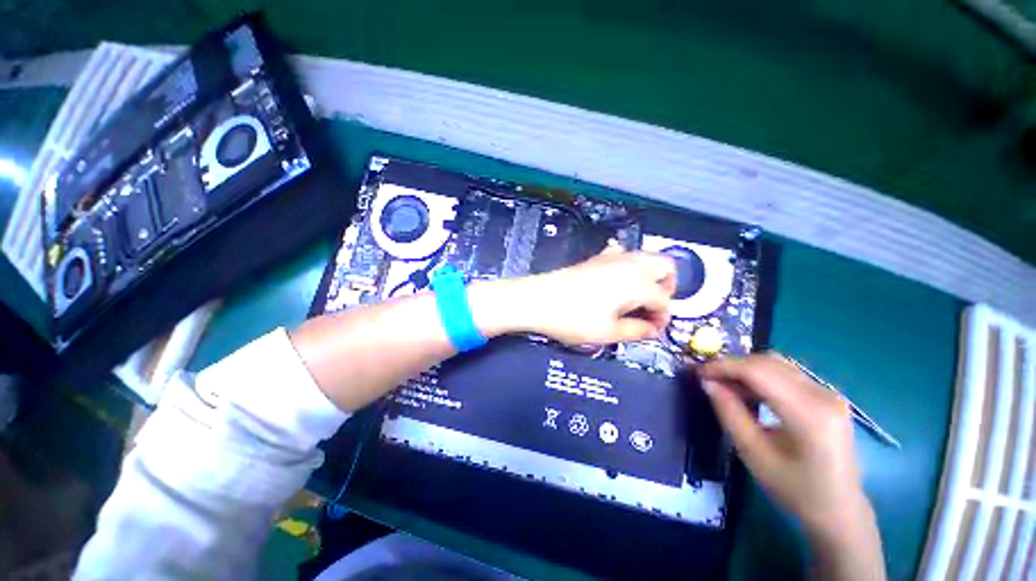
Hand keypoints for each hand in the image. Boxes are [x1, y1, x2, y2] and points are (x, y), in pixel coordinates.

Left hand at [486, 250, 675, 344]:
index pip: (664, 299)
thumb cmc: (572, 318)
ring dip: (650, 275)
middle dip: (667, 286)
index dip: (662, 317)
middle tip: (652, 308)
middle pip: (665, 265)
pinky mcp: (596, 258)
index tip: (652, 330)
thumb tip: (653, 330)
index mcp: (637, 282)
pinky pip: (622, 254)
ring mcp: (611, 257)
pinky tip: (617, 282)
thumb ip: (636, 331)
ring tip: (637, 298)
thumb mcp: (607, 332)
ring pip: (645, 257)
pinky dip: (628, 265)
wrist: (537, 299)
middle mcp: (629, 263)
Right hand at [698, 354, 873, 541]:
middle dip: (732, 366)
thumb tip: (707, 382)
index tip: (698, 373)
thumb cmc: (794, 489)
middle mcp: (823, 395)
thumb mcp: (753, 454)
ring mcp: (829, 393)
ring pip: (777, 364)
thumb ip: (729, 413)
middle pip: (768, 362)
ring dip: (746, 369)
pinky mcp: (827, 396)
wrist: (840, 510)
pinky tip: (749, 390)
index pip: (758, 372)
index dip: (723, 367)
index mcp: (808, 413)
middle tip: (709, 379)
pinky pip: (787, 373)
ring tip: (725, 385)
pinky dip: (761, 375)